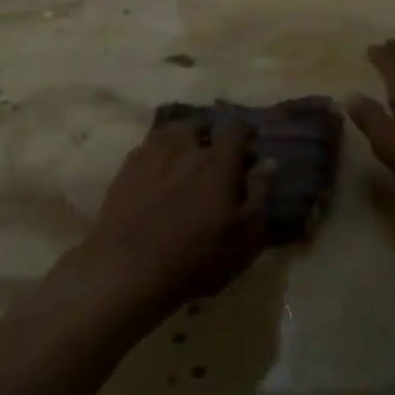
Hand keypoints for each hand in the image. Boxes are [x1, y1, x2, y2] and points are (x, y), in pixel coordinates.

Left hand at [68, 121, 272, 318]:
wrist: (129, 268)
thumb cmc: (196, 257)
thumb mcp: (244, 237)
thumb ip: (260, 194)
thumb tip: (268, 163)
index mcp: (218, 161)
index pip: (236, 129)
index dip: (245, 134)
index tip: (249, 148)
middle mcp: (185, 147)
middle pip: (200, 126)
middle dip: (210, 137)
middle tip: (213, 159)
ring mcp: (151, 154)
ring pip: (171, 133)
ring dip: (182, 143)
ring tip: (184, 164)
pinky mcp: (126, 167)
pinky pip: (147, 148)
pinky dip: (158, 155)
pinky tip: (157, 175)